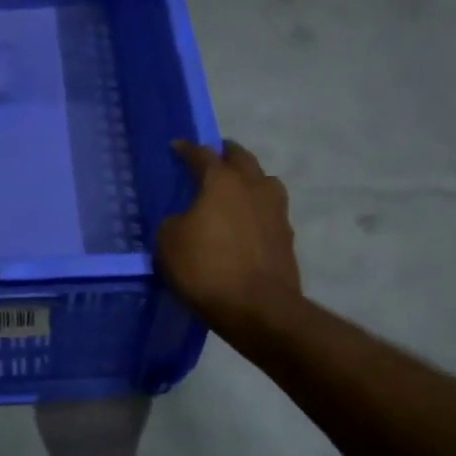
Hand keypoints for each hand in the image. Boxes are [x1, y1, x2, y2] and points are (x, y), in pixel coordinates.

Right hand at [156, 140, 302, 341]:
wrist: (257, 308)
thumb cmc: (206, 269)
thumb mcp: (168, 244)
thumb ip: (174, 223)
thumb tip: (184, 221)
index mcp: (222, 182)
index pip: (202, 155)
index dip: (187, 150)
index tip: (177, 147)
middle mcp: (253, 187)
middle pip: (242, 158)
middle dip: (226, 154)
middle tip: (214, 156)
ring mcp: (276, 210)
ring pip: (263, 181)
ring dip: (249, 179)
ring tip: (236, 188)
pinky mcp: (286, 236)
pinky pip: (269, 211)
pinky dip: (256, 209)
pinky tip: (247, 222)